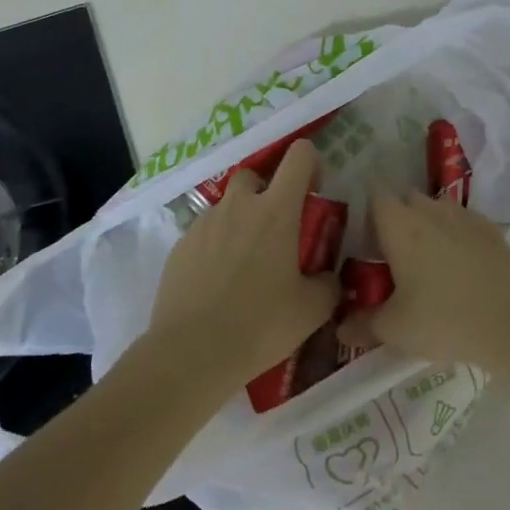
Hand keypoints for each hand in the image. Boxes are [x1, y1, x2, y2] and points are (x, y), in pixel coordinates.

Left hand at [146, 139, 339, 390]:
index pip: (298, 156)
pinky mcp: (180, 246)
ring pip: (227, 206)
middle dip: (267, 192)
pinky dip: (216, 246)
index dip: (310, 164)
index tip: (313, 191)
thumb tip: (329, 278)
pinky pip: (205, 233)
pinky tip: (218, 283)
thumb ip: (328, 285)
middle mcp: (239, 206)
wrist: (190, 353)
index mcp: (276, 210)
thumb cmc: (259, 325)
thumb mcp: (312, 310)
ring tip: (246, 264)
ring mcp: (204, 224)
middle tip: (277, 229)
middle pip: (255, 174)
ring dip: (241, 221)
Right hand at [342, 192, 509, 368]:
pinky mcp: (492, 230)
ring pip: (437, 208)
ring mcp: (464, 217)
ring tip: (427, 261)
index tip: (364, 240)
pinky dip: (457, 235)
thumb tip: (340, 330)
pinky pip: (464, 222)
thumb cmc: (444, 319)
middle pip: (406, 200)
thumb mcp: (395, 330)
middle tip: (391, 255)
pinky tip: (460, 265)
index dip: (367, 214)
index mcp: (400, 226)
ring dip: (428, 225)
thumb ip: (363, 326)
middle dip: (397, 219)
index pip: (375, 197)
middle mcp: (430, 211)